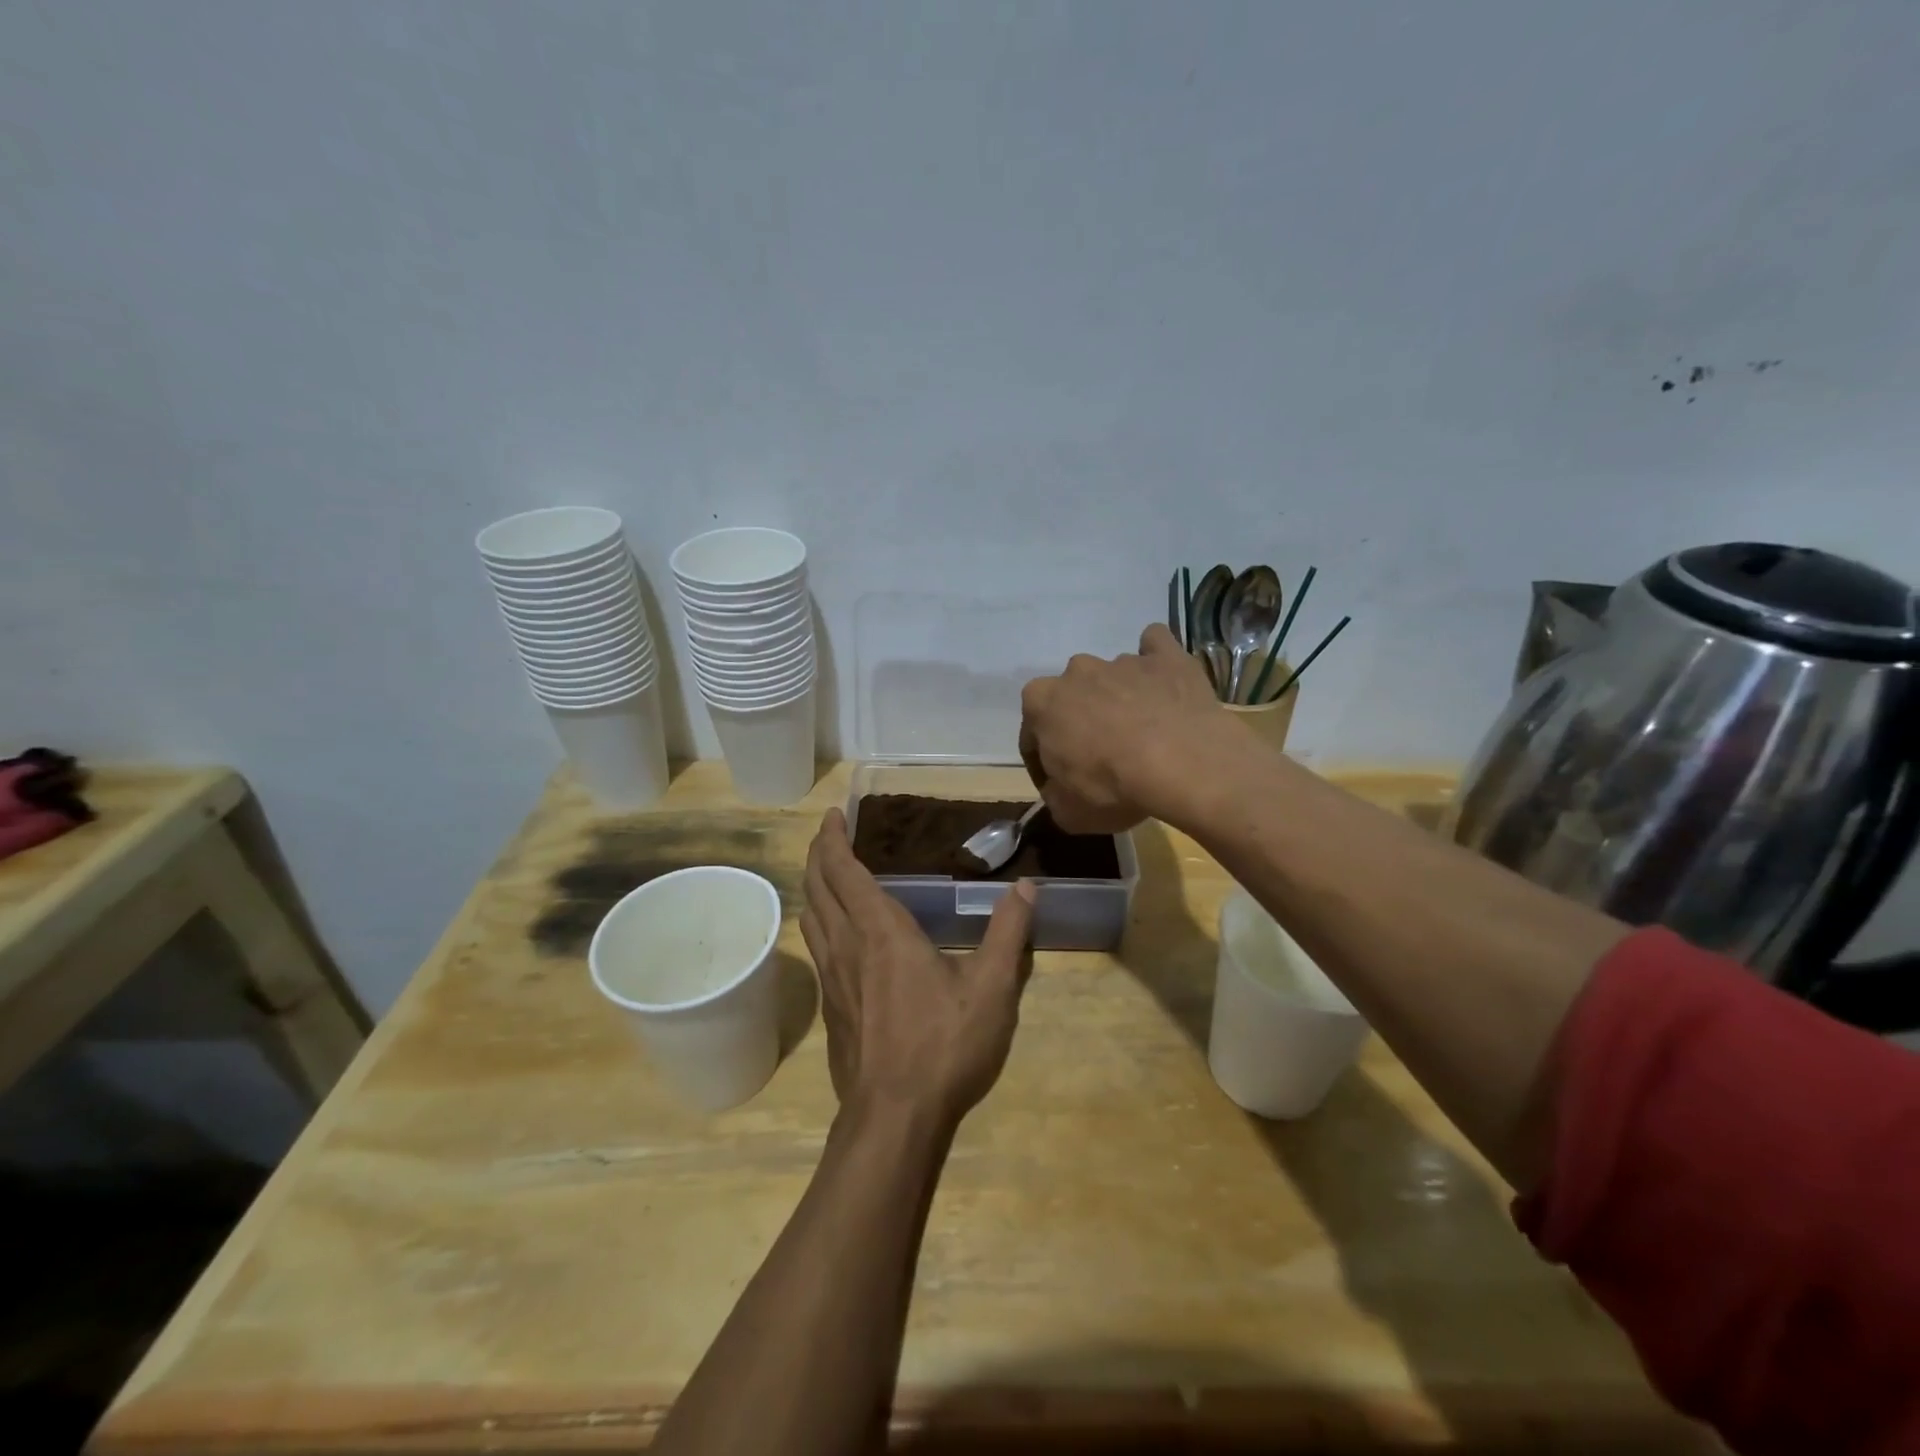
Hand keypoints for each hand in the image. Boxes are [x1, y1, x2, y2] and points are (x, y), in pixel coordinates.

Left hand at [801, 809, 1036, 1124]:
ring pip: (811, 918)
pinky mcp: (831, 1008)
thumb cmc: (944, 1046)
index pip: (843, 870)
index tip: (834, 814)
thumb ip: (1008, 933)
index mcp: (881, 931)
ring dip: (815, 887)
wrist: (894, 1119)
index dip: (833, 838)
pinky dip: (821, 922)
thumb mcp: (991, 989)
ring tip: (830, 876)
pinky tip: (840, 936)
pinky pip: (817, 948)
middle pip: (817, 887)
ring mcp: (833, 979)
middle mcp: (847, 946)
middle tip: (829, 834)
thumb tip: (1025, 887)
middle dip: (818, 854)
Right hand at [1019, 622, 1235, 833]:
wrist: (1182, 763)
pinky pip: (1155, 647)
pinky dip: (1155, 663)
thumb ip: (1054, 795)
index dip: (1043, 762)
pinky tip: (1164, 682)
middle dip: (1080, 721)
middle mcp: (1076, 672)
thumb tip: (1060, 788)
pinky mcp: (1165, 656)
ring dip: (1119, 699)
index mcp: (1041, 703)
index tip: (1060, 783)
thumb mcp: (1068, 812)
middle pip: (1071, 698)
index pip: (1031, 734)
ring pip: (1112, 678)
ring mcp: (1122, 660)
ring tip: (1144, 732)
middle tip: (1102, 756)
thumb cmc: (1112, 787)